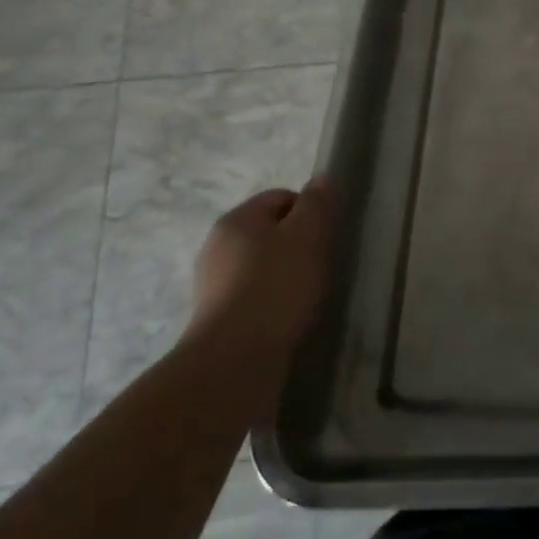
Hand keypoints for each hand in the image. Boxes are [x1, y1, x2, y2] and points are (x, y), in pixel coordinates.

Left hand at [185, 179, 335, 388]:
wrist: (235, 358)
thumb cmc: (277, 286)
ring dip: (284, 273)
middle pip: (269, 230)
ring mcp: (212, 282)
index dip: (310, 212)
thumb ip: (317, 204)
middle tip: (320, 265)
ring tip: (305, 295)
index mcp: (237, 219)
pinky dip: (271, 299)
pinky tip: (286, 316)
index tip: (327, 237)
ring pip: (260, 264)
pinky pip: (252, 293)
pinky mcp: (215, 315)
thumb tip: (321, 179)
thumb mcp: (309, 235)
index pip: (282, 197)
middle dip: (297, 243)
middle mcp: (217, 244)